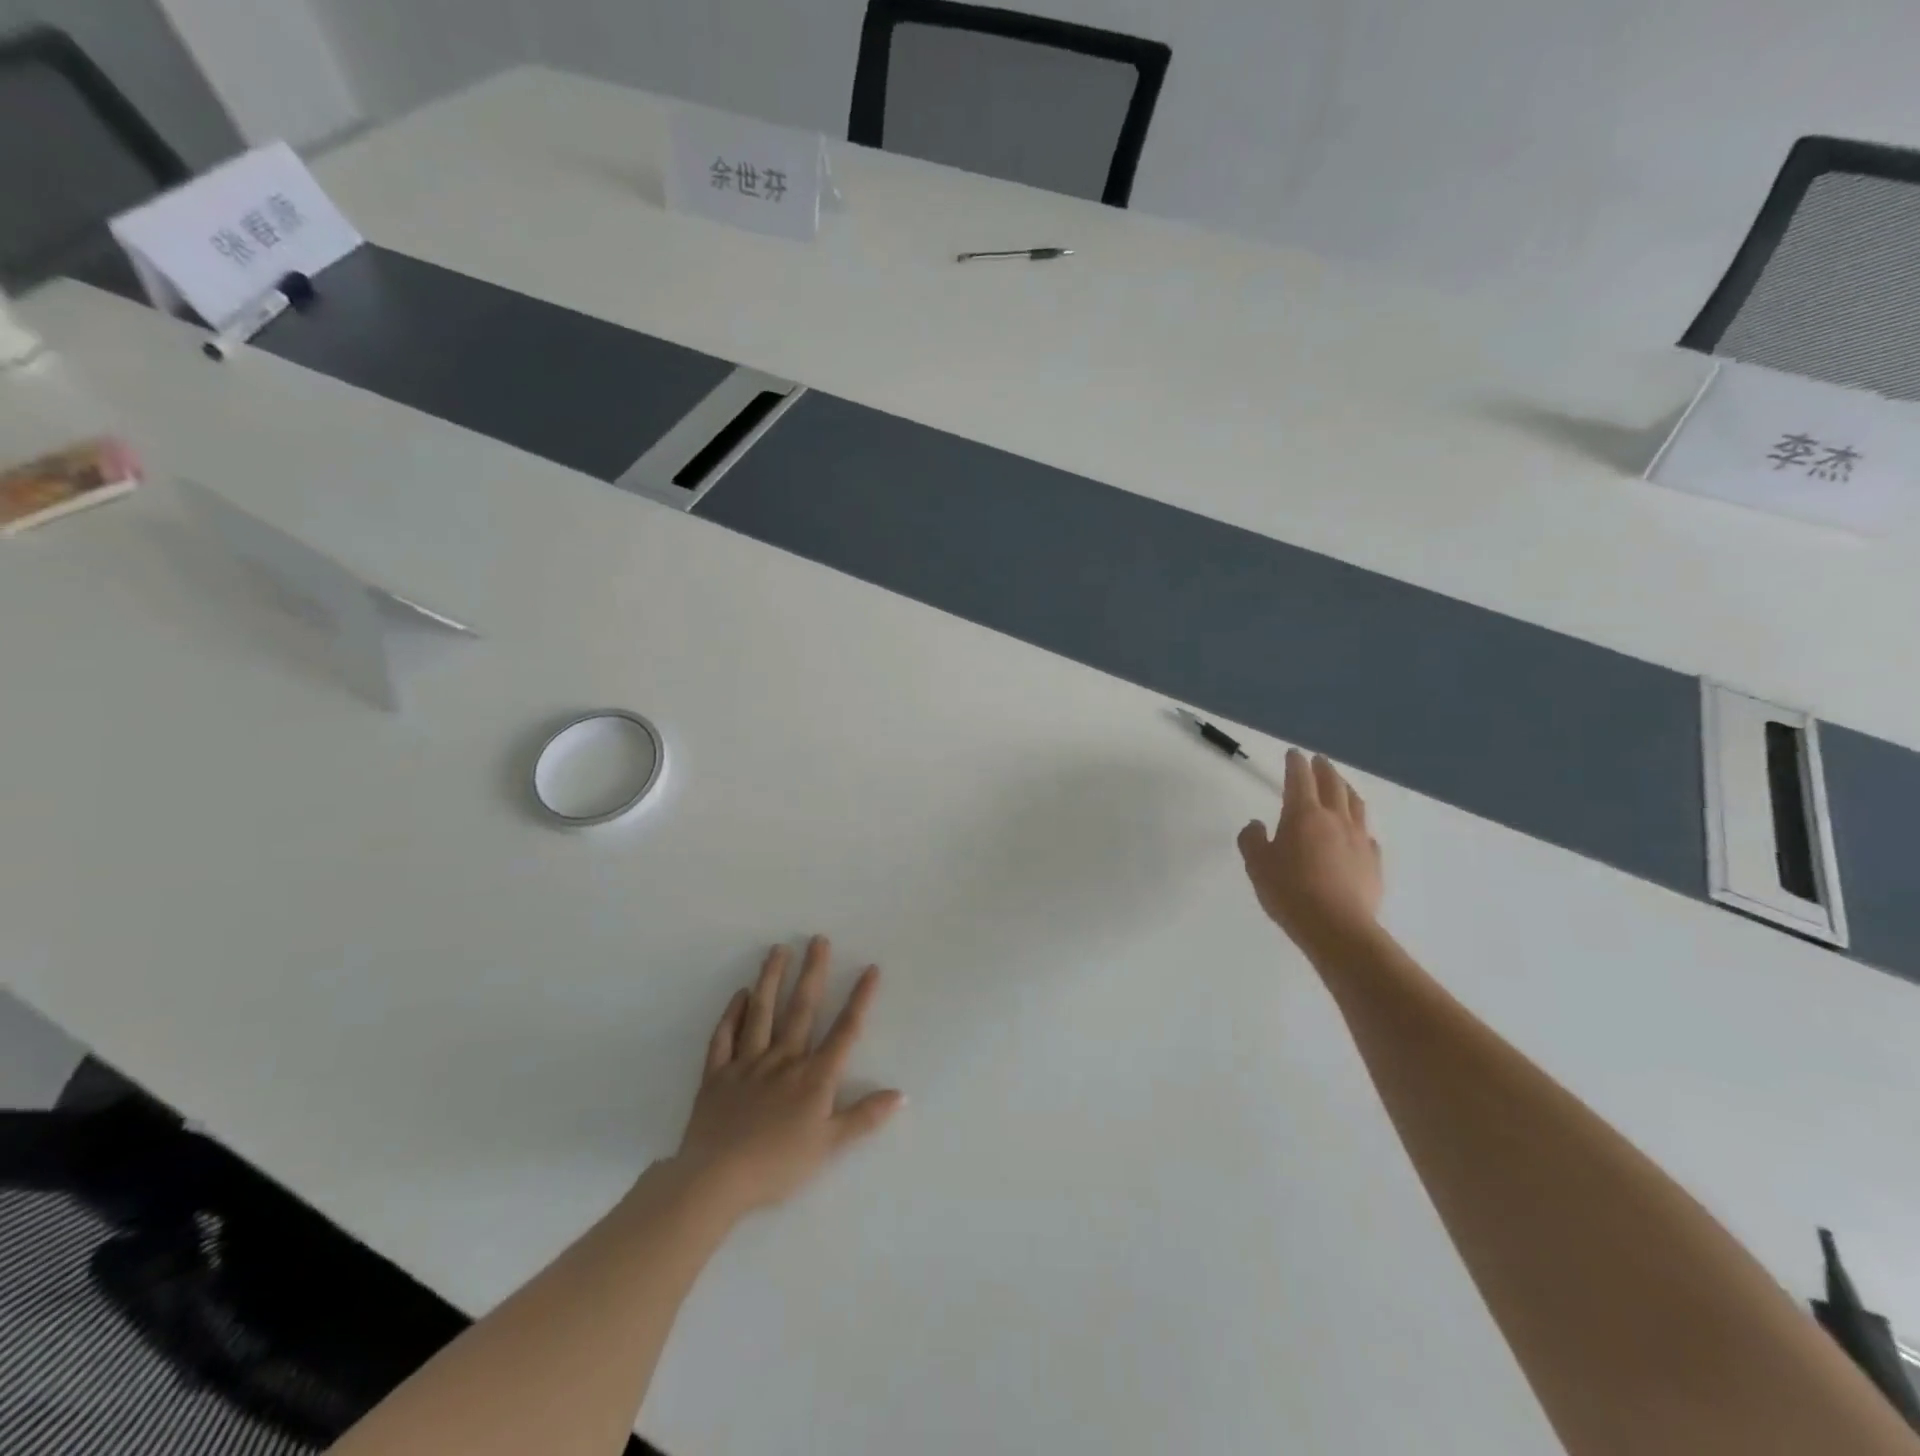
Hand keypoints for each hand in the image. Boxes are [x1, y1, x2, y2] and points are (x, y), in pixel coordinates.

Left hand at [674, 937, 902, 1217]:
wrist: (717, 1179)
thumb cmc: (778, 1165)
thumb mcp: (829, 1146)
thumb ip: (864, 1117)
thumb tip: (901, 1094)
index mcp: (813, 1076)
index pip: (844, 1031)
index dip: (860, 999)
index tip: (870, 969)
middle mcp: (783, 1059)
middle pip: (801, 1009)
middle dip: (813, 972)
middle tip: (818, 939)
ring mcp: (747, 1063)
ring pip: (761, 1012)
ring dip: (771, 979)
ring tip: (778, 950)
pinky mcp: (717, 1074)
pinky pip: (724, 1037)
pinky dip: (732, 1014)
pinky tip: (739, 995)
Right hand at [1238, 749, 1383, 953]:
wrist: (1336, 926)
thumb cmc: (1289, 891)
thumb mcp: (1257, 865)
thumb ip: (1252, 840)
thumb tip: (1257, 825)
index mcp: (1303, 814)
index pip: (1299, 778)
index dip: (1295, 763)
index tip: (1293, 753)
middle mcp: (1334, 819)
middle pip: (1332, 784)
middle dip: (1323, 769)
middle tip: (1318, 761)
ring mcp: (1359, 839)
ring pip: (1355, 804)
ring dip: (1346, 789)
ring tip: (1341, 785)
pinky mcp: (1373, 861)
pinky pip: (1366, 833)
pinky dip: (1358, 824)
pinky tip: (1356, 831)